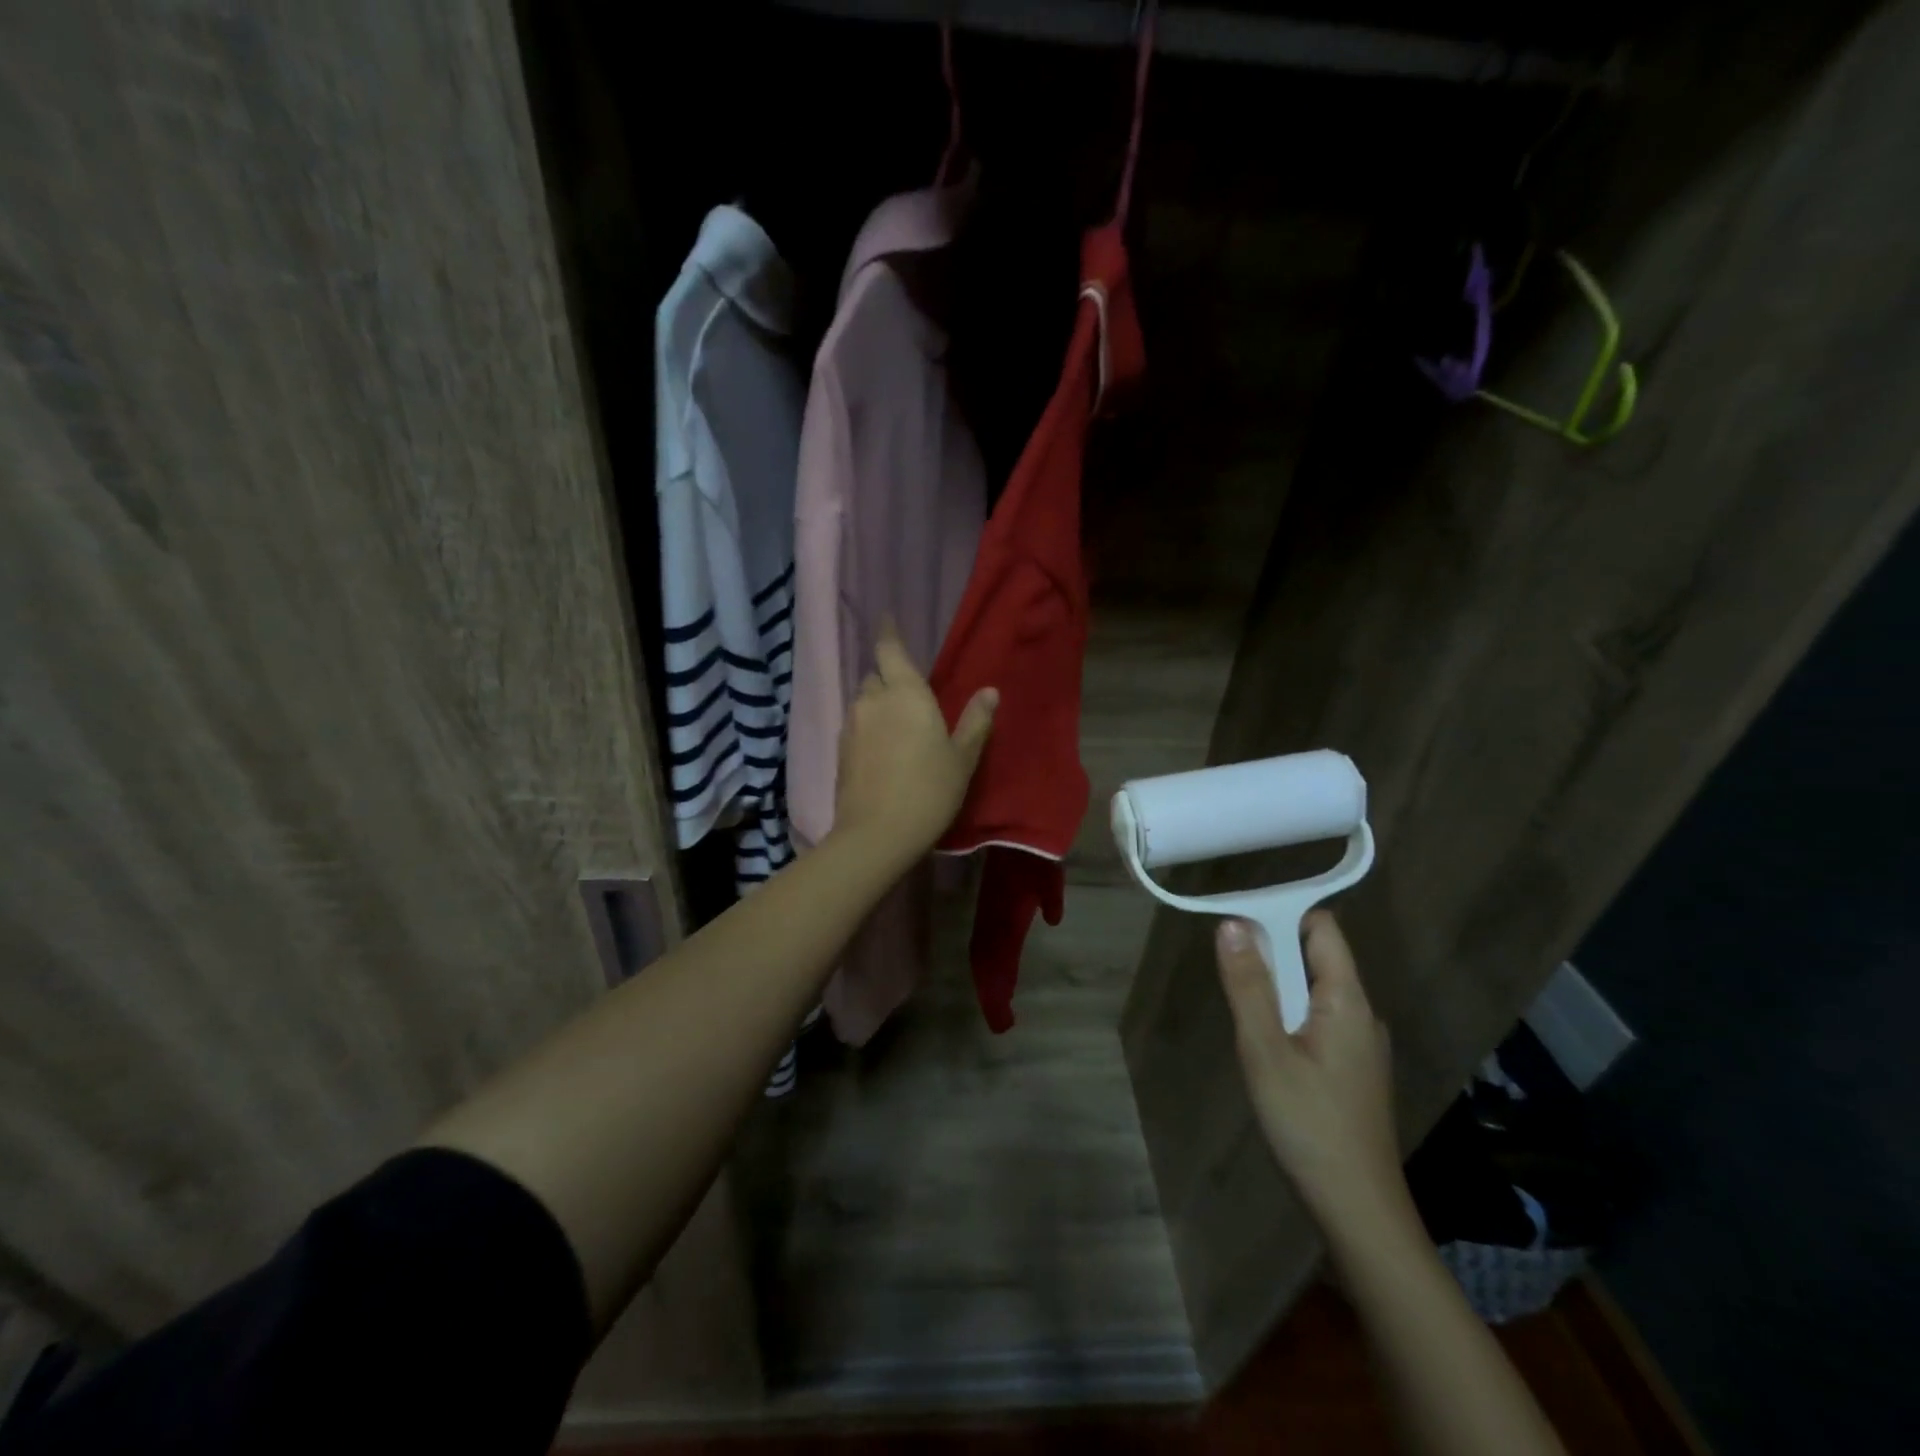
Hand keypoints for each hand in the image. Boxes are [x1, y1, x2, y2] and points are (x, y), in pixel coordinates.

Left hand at [834, 620, 995, 859]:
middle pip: (876, 675)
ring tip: (897, 726)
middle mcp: (873, 700)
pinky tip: (882, 750)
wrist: (877, 834)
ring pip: (864, 701)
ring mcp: (852, 725)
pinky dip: (868, 728)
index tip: (886, 618)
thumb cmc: (929, 790)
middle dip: (889, 677)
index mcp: (905, 693)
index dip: (888, 632)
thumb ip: (975, 721)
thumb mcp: (962, 757)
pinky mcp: (840, 750)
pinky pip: (856, 725)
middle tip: (910, 694)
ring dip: (878, 704)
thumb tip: (990, 691)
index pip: (890, 649)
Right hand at [1216, 911, 1411, 1234]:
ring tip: (1244, 1018)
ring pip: (1314, 992)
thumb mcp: (1264, 1050)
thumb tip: (1232, 924)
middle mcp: (1362, 1014)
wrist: (1357, 1210)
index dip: (1281, 915)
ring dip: (1276, 989)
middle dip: (1271, 955)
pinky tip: (1267, 1050)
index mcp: (1347, 1000)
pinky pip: (1318, 1021)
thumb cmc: (1308, 1123)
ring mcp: (1362, 1045)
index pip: (1322, 928)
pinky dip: (1288, 1017)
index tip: (1238, 927)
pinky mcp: (1354, 1071)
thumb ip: (1248, 985)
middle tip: (1231, 978)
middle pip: (1317, 957)